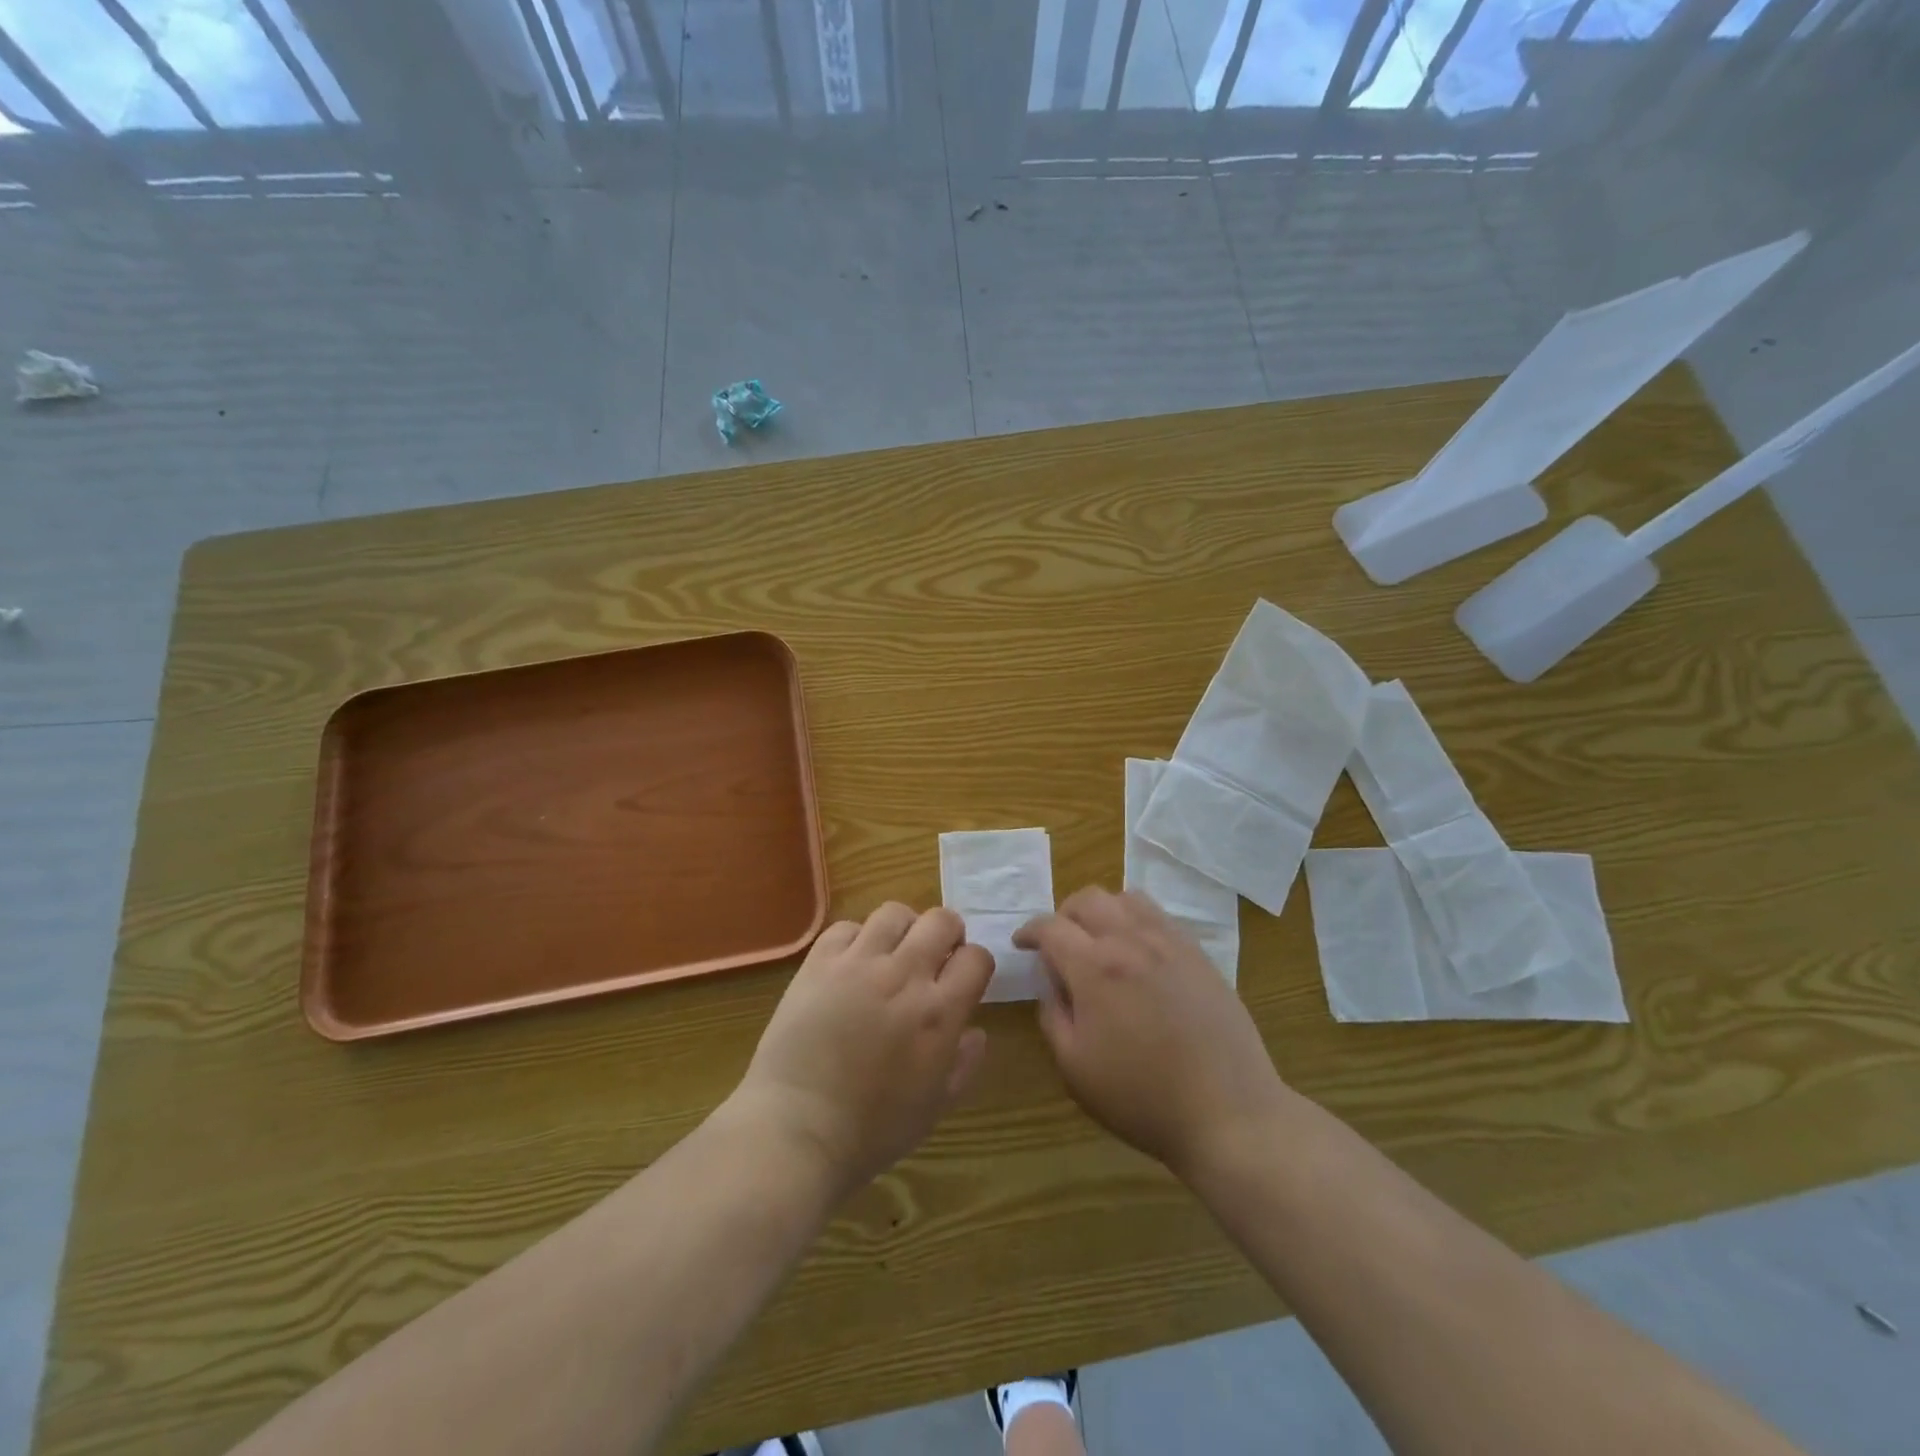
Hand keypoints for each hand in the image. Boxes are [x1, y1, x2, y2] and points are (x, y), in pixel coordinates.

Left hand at [728, 903, 993, 1197]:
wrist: (797, 1131)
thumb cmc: (871, 1131)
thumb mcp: (934, 1107)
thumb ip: (963, 1064)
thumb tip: (976, 1031)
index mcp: (939, 1012)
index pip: (976, 957)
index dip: (974, 964)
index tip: (963, 978)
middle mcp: (904, 976)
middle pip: (941, 921)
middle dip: (947, 934)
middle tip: (934, 957)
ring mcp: (858, 964)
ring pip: (894, 913)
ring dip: (902, 929)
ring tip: (892, 952)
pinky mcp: (819, 963)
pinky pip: (845, 928)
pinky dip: (856, 939)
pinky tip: (851, 963)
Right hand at [1016, 888, 1287, 1178]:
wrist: (1228, 1112)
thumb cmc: (1142, 1097)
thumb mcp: (1075, 1068)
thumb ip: (1053, 1015)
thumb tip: (1052, 983)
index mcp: (1095, 967)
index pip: (1050, 926)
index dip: (1029, 931)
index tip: (1022, 943)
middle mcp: (1131, 940)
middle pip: (1088, 899)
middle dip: (1064, 915)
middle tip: (1059, 944)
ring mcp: (1170, 942)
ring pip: (1126, 898)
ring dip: (1102, 911)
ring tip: (1099, 941)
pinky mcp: (1198, 953)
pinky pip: (1160, 916)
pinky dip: (1136, 920)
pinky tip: (1138, 953)